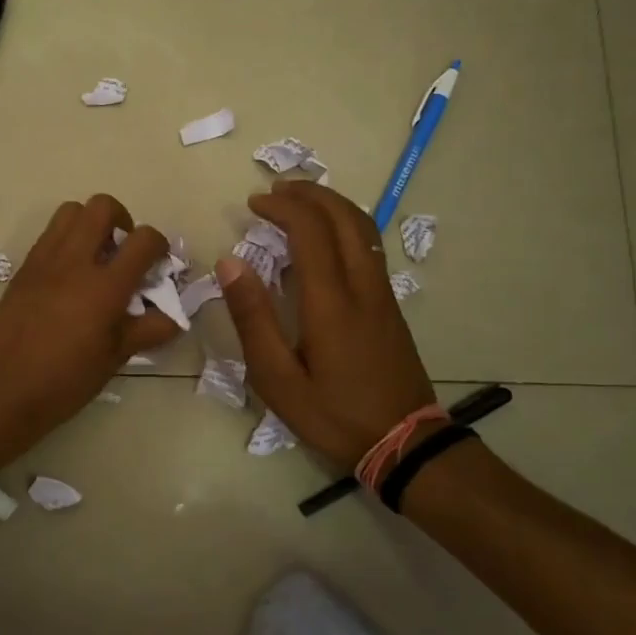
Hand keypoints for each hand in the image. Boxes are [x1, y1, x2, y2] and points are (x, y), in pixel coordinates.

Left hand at [0, 194, 182, 451]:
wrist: (0, 392)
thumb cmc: (64, 382)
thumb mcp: (114, 359)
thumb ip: (147, 331)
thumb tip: (173, 318)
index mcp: (104, 286)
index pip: (143, 240)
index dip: (159, 244)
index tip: (158, 263)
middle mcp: (74, 262)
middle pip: (102, 207)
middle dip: (122, 220)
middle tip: (123, 250)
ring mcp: (44, 262)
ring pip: (70, 212)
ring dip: (90, 224)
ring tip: (95, 256)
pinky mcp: (22, 270)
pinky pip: (48, 236)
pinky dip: (65, 241)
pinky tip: (68, 276)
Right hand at [216, 181, 435, 466]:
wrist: (405, 444)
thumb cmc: (333, 415)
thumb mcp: (278, 379)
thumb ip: (253, 319)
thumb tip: (230, 263)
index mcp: (332, 302)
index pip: (311, 230)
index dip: (283, 207)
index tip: (254, 203)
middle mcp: (363, 287)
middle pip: (344, 217)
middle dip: (309, 194)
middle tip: (275, 190)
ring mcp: (383, 294)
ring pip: (363, 228)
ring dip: (331, 205)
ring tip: (299, 202)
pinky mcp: (390, 306)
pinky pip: (369, 247)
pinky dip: (344, 225)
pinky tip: (326, 238)